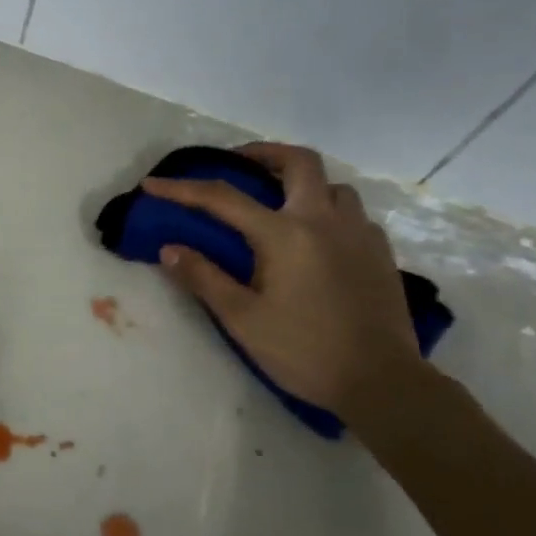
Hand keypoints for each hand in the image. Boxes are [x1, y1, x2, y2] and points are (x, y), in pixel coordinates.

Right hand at [143, 143, 422, 417]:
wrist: (382, 382)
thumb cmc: (305, 351)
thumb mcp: (243, 320)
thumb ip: (204, 278)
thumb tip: (168, 249)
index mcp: (285, 234)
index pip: (223, 198)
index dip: (182, 189)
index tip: (153, 184)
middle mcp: (324, 220)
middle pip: (299, 161)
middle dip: (263, 153)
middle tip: (239, 164)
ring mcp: (359, 234)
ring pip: (332, 185)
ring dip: (302, 183)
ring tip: (281, 202)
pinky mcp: (381, 253)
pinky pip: (353, 214)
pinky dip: (330, 211)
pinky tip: (319, 238)